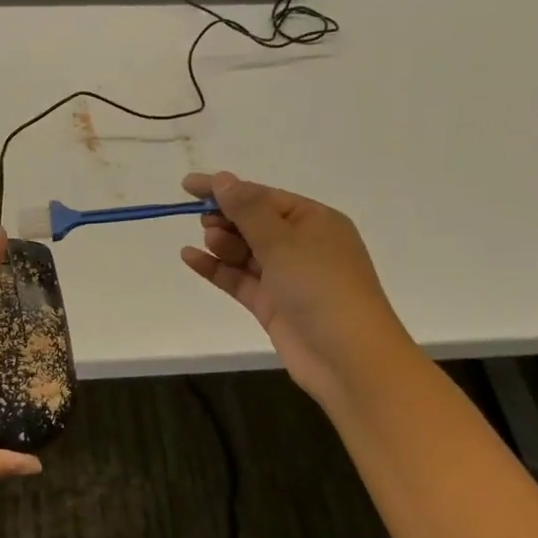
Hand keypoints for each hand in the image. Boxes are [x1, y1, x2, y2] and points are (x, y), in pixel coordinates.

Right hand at [179, 171, 405, 401]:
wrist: (348, 359)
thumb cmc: (321, 288)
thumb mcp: (282, 241)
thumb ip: (248, 209)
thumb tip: (223, 179)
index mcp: (315, 221)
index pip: (264, 196)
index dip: (227, 189)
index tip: (189, 187)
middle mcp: (303, 245)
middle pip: (254, 222)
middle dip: (227, 218)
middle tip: (203, 221)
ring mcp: (287, 277)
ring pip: (246, 251)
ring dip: (224, 243)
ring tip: (209, 242)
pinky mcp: (273, 305)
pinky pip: (239, 278)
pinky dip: (216, 268)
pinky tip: (190, 258)